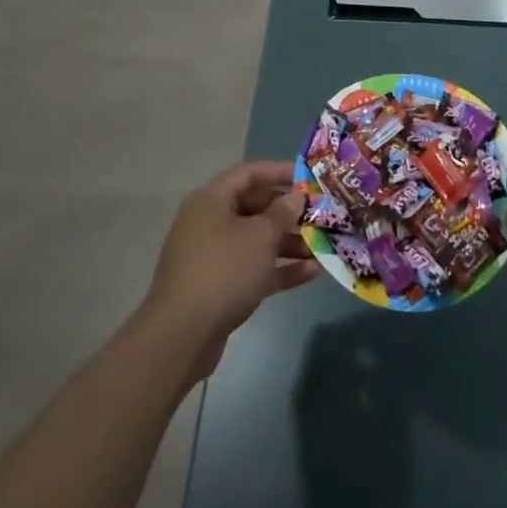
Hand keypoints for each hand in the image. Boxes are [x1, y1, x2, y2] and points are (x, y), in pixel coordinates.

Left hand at [141, 161, 318, 377]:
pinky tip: (312, 273)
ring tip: (324, 247)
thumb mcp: (260, 237)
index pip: (249, 173)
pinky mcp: (220, 287)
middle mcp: (210, 223)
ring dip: (290, 243)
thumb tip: (295, 196)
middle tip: (322, 215)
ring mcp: (213, 256)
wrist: (182, 336)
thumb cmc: (223, 271)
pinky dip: (280, 268)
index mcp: (211, 200)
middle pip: (255, 208)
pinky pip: (254, 268)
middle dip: (290, 213)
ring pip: (257, 241)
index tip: (309, 178)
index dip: (279, 171)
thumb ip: (282, 213)